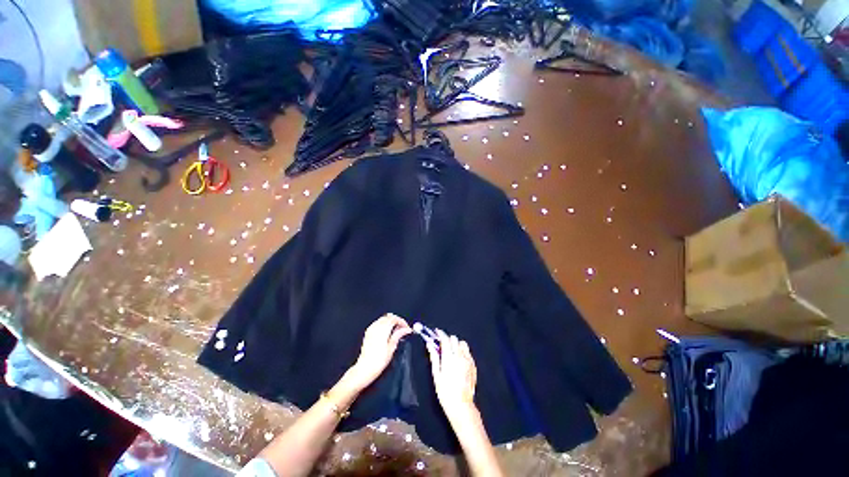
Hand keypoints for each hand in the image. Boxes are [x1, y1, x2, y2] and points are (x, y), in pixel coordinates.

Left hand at [345, 314, 411, 390]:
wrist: (364, 369)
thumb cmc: (378, 361)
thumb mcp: (391, 348)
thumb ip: (398, 335)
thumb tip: (406, 329)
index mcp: (382, 330)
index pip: (394, 318)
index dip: (402, 321)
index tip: (407, 328)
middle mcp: (376, 327)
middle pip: (388, 317)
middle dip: (397, 320)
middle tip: (402, 329)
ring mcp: (371, 329)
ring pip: (383, 319)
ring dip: (390, 322)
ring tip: (396, 331)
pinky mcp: (368, 333)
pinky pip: (378, 323)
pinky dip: (384, 324)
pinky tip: (387, 332)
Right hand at [426, 330, 478, 420]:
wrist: (461, 405)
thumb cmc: (445, 392)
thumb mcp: (436, 375)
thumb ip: (434, 357)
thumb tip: (429, 344)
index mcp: (449, 357)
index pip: (445, 338)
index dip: (440, 333)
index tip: (436, 332)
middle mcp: (460, 356)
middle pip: (454, 339)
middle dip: (447, 339)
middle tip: (442, 345)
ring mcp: (468, 360)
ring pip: (463, 344)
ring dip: (456, 344)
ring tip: (451, 352)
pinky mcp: (473, 365)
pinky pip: (468, 352)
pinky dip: (463, 351)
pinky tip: (459, 360)